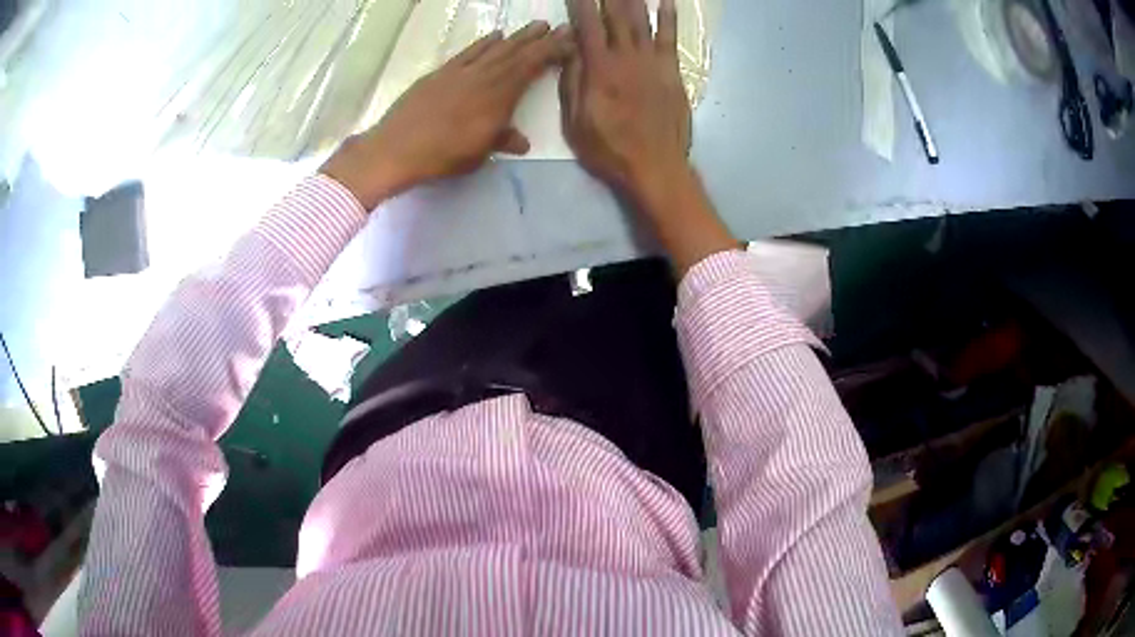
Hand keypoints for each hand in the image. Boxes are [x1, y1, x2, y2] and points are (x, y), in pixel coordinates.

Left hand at [322, 22, 572, 209]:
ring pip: (496, 49)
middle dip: (540, 39)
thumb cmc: (442, 156)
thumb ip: (502, 140)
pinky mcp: (442, 73)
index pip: (532, 67)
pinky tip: (495, 35)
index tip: (568, 42)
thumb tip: (522, 142)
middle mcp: (484, 78)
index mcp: (499, 97)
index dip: (551, 52)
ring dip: (517, 36)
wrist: (396, 149)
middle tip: (559, 26)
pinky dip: (484, 42)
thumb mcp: (479, 153)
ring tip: (535, 25)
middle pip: (517, 53)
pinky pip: (470, 52)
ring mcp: (462, 72)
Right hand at [560, 0, 691, 202]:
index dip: (580, 4)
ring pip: (641, 21)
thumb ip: (572, 83)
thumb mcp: (575, 122)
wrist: (656, 167)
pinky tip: (667, 1)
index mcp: (599, 69)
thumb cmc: (610, 150)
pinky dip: (668, 17)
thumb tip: (570, 50)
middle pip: (616, 16)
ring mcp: (652, 63)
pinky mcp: (672, 72)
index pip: (586, 26)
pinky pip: (670, 38)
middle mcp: (626, 57)